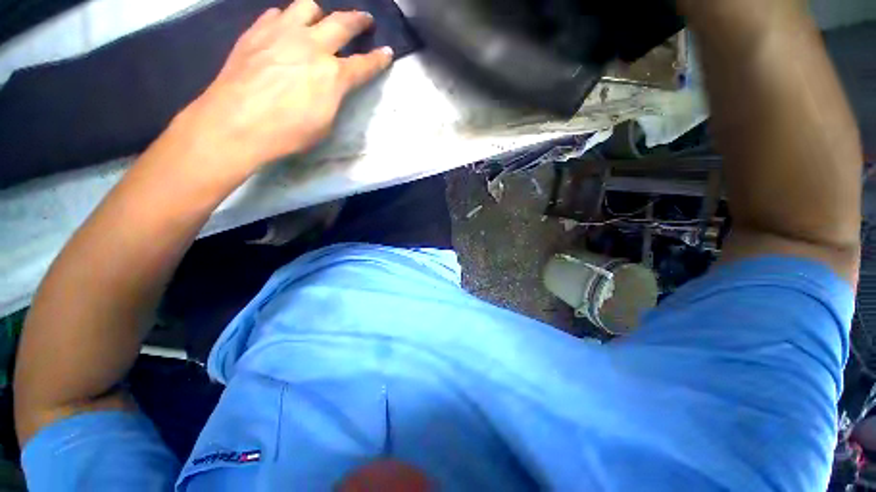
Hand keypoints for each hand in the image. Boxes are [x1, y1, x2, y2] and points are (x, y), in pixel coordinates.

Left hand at [177, 0, 393, 176]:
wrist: (236, 122)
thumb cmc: (287, 133)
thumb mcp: (324, 124)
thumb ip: (333, 98)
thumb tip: (332, 86)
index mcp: (333, 76)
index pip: (364, 64)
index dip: (379, 59)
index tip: (387, 52)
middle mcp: (312, 46)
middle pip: (342, 22)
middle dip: (358, 20)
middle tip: (365, 19)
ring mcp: (283, 33)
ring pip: (308, 6)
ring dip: (320, 13)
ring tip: (320, 20)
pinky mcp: (257, 31)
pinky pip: (278, 13)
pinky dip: (287, 18)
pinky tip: (286, 29)